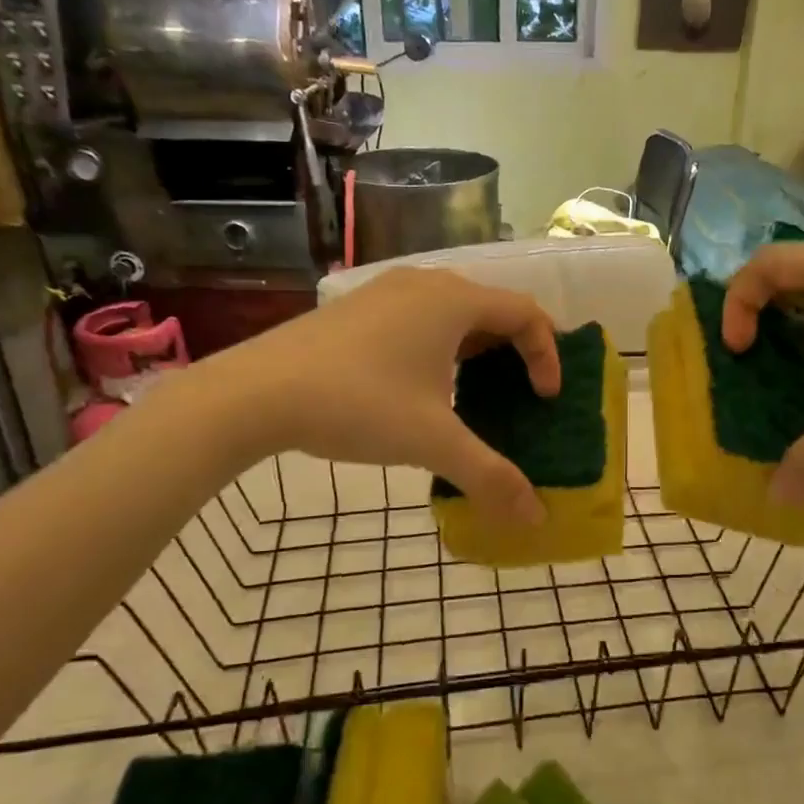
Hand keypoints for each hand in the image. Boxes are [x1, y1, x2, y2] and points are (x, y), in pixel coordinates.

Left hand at [199, 268, 559, 521]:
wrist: (255, 392)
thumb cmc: (358, 404)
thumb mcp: (432, 443)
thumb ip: (491, 477)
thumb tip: (536, 519)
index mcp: (454, 301)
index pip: (526, 313)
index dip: (547, 354)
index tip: (546, 398)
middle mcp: (426, 284)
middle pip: (492, 307)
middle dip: (516, 350)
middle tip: (524, 392)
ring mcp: (387, 291)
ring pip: (453, 311)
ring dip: (478, 347)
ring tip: (478, 390)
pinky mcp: (358, 307)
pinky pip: (420, 317)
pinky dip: (441, 344)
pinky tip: (423, 385)